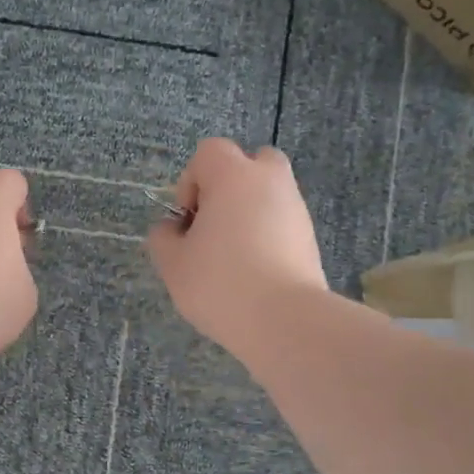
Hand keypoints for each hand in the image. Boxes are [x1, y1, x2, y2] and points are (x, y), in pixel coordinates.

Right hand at [149, 139, 327, 353]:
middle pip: (249, 164)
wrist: (284, 320)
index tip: (187, 220)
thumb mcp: (172, 263)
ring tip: (232, 258)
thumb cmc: (220, 283)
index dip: (190, 182)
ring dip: (248, 214)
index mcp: (234, 176)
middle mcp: (270, 181)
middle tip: (213, 227)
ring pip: (267, 195)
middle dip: (228, 188)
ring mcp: (296, 209)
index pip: (209, 153)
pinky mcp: (310, 238)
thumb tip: (173, 229)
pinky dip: (266, 236)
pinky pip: (281, 223)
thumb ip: (163, 237)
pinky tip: (253, 273)